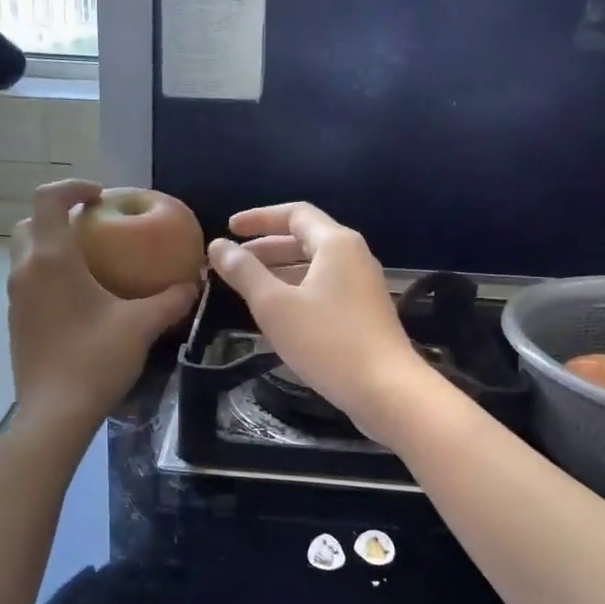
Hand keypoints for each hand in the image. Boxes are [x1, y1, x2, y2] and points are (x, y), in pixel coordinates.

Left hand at [8, 181, 197, 436]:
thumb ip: (170, 300)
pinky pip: (27, 281)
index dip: (73, 186)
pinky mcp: (16, 321)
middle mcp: (25, 271)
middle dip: (58, 215)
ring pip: (24, 254)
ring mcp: (15, 298)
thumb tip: (194, 282)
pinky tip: (79, 298)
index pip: (49, 199)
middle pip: (30, 223)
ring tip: (89, 260)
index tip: (101, 195)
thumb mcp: (141, 326)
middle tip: (92, 226)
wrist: (55, 414)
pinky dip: (47, 273)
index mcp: (52, 259)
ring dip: (51, 245)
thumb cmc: (96, 360)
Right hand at [208, 203, 432, 444]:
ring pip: (316, 266)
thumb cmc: (327, 341)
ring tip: (249, 285)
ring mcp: (363, 285)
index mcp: (336, 244)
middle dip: (267, 246)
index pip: (294, 213)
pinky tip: (280, 313)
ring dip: (281, 269)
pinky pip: (326, 288)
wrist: (386, 389)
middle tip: (234, 259)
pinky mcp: (365, 312)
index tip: (229, 228)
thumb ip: (244, 272)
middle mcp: (354, 256)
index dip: (259, 218)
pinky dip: (298, 289)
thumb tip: (218, 245)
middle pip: (306, 238)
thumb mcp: (275, 305)